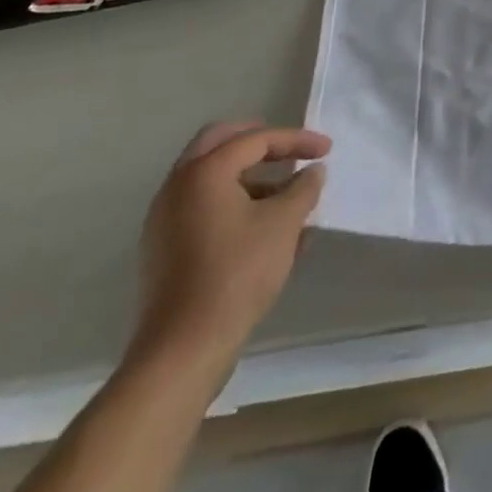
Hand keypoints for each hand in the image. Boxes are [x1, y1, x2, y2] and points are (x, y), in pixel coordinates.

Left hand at [131, 122, 331, 374]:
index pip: (256, 139)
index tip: (327, 150)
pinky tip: (265, 228)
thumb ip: (303, 188)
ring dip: (249, 176)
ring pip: (210, 178)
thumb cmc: (237, 273)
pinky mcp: (164, 251)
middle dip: (260, 142)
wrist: (182, 352)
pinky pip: (203, 208)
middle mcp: (177, 188)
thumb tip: (313, 172)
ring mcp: (165, 221)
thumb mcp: (284, 224)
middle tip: (290, 149)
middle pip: (220, 143)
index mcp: (204, 172)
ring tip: (287, 195)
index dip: (296, 140)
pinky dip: (234, 203)